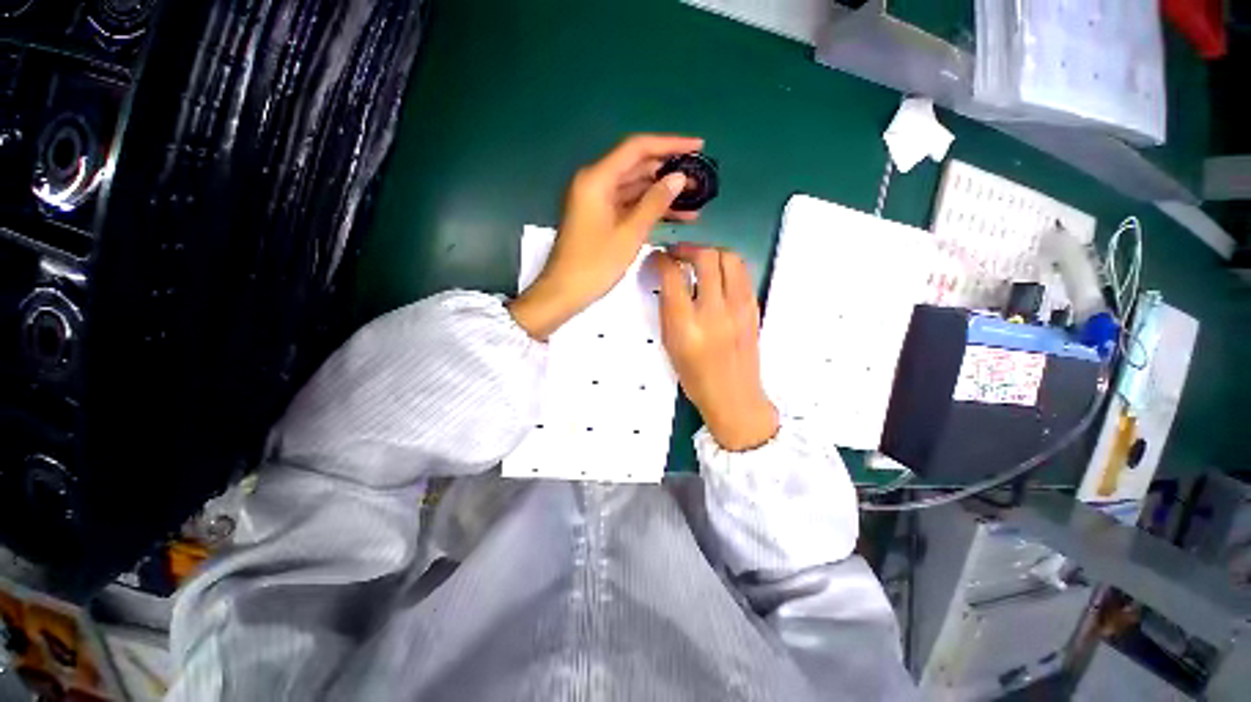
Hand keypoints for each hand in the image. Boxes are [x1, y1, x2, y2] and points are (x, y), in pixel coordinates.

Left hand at [509, 134, 703, 339]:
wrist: (564, 292)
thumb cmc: (595, 264)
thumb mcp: (629, 234)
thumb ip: (655, 203)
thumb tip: (679, 178)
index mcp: (597, 179)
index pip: (637, 148)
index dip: (669, 144)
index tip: (698, 146)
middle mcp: (595, 183)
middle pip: (636, 166)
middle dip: (669, 172)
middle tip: (700, 178)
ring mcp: (597, 201)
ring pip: (635, 188)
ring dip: (662, 193)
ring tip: (695, 199)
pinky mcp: (600, 217)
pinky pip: (628, 205)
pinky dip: (649, 209)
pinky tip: (675, 215)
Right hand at [655, 244, 778, 451]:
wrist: (734, 395)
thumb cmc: (695, 376)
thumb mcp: (670, 344)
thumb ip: (668, 308)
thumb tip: (668, 279)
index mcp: (686, 325)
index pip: (673, 276)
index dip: (661, 260)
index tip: (657, 258)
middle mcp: (714, 311)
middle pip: (706, 257)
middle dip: (687, 248)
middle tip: (677, 254)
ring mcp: (739, 308)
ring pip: (729, 258)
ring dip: (710, 253)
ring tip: (698, 260)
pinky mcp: (754, 308)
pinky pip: (742, 273)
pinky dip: (726, 266)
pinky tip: (717, 275)